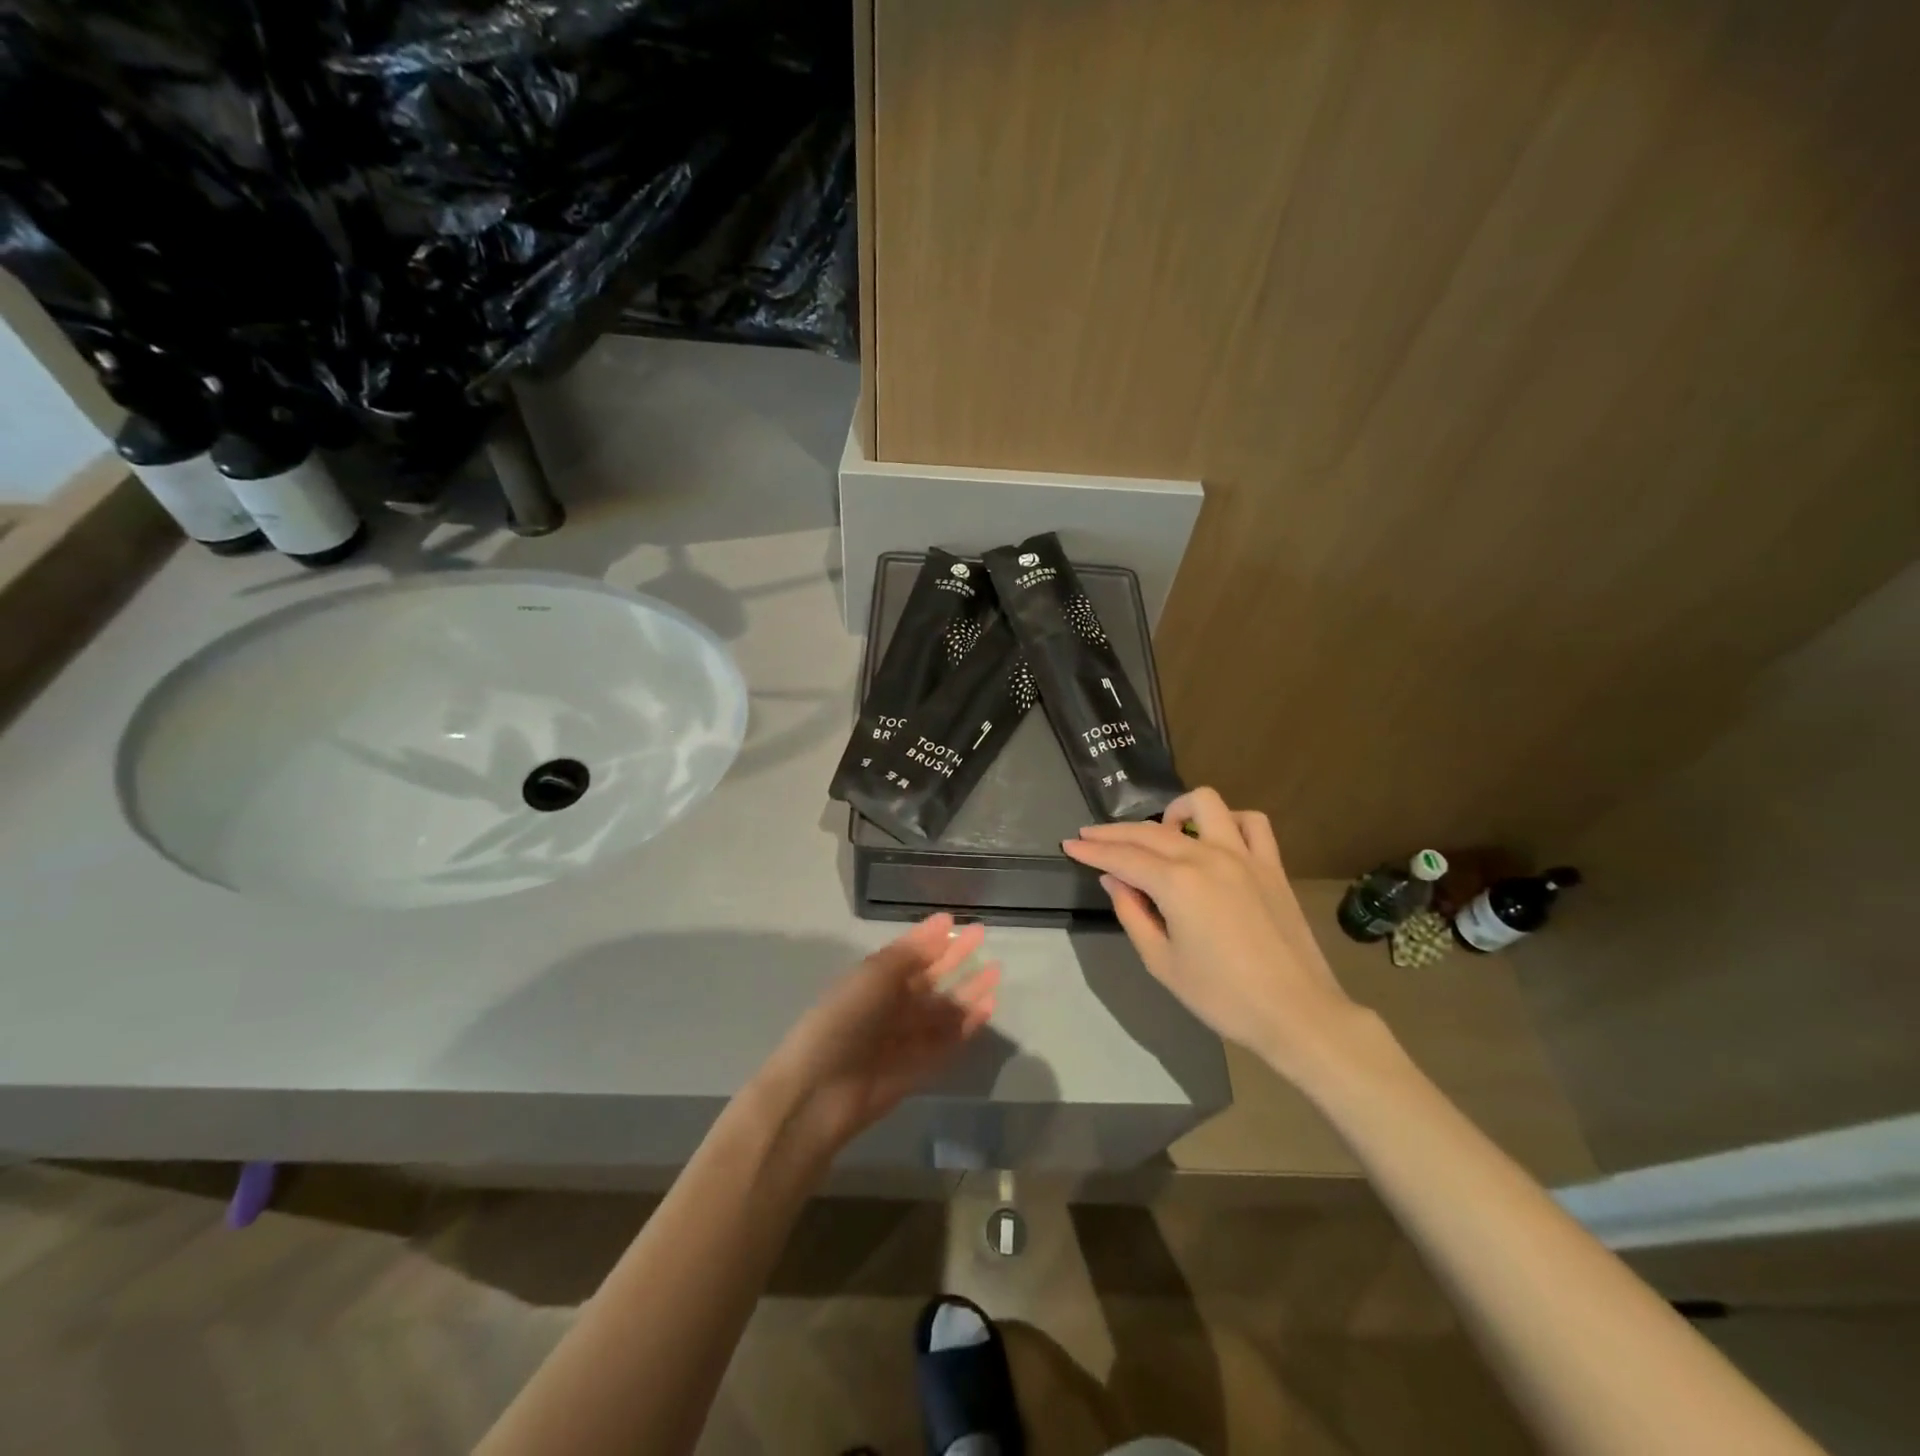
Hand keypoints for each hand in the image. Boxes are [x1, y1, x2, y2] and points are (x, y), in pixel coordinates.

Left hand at [763, 914, 999, 1154]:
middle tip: (982, 935)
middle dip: (954, 957)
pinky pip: (948, 1040)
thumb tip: (941, 926)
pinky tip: (989, 1006)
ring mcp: (906, 1036)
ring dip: (968, 989)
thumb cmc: (843, 1019)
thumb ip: (909, 953)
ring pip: (944, 1008)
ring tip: (996, 970)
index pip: (908, 953)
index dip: (929, 937)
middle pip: (929, 977)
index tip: (953, 919)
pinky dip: (969, 1023)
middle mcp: (891, 1005)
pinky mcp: (920, 1067)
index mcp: (873, 980)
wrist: (821, 1090)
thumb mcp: (873, 975)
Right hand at [1063, 788, 1369, 1084]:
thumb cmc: (1222, 996)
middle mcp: (1207, 856)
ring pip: (1204, 804)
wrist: (1296, 1013)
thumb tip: (1114, 880)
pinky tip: (1215, 838)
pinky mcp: (1271, 864)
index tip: (1069, 845)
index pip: (1122, 857)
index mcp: (1176, 883)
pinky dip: (1228, 821)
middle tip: (1090, 837)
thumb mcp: (1161, 962)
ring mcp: (1244, 855)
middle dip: (1114, 832)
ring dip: (1175, 812)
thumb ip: (1132, 913)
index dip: (1092, 851)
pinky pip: (1251, 823)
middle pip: (1151, 831)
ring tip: (1162, 836)